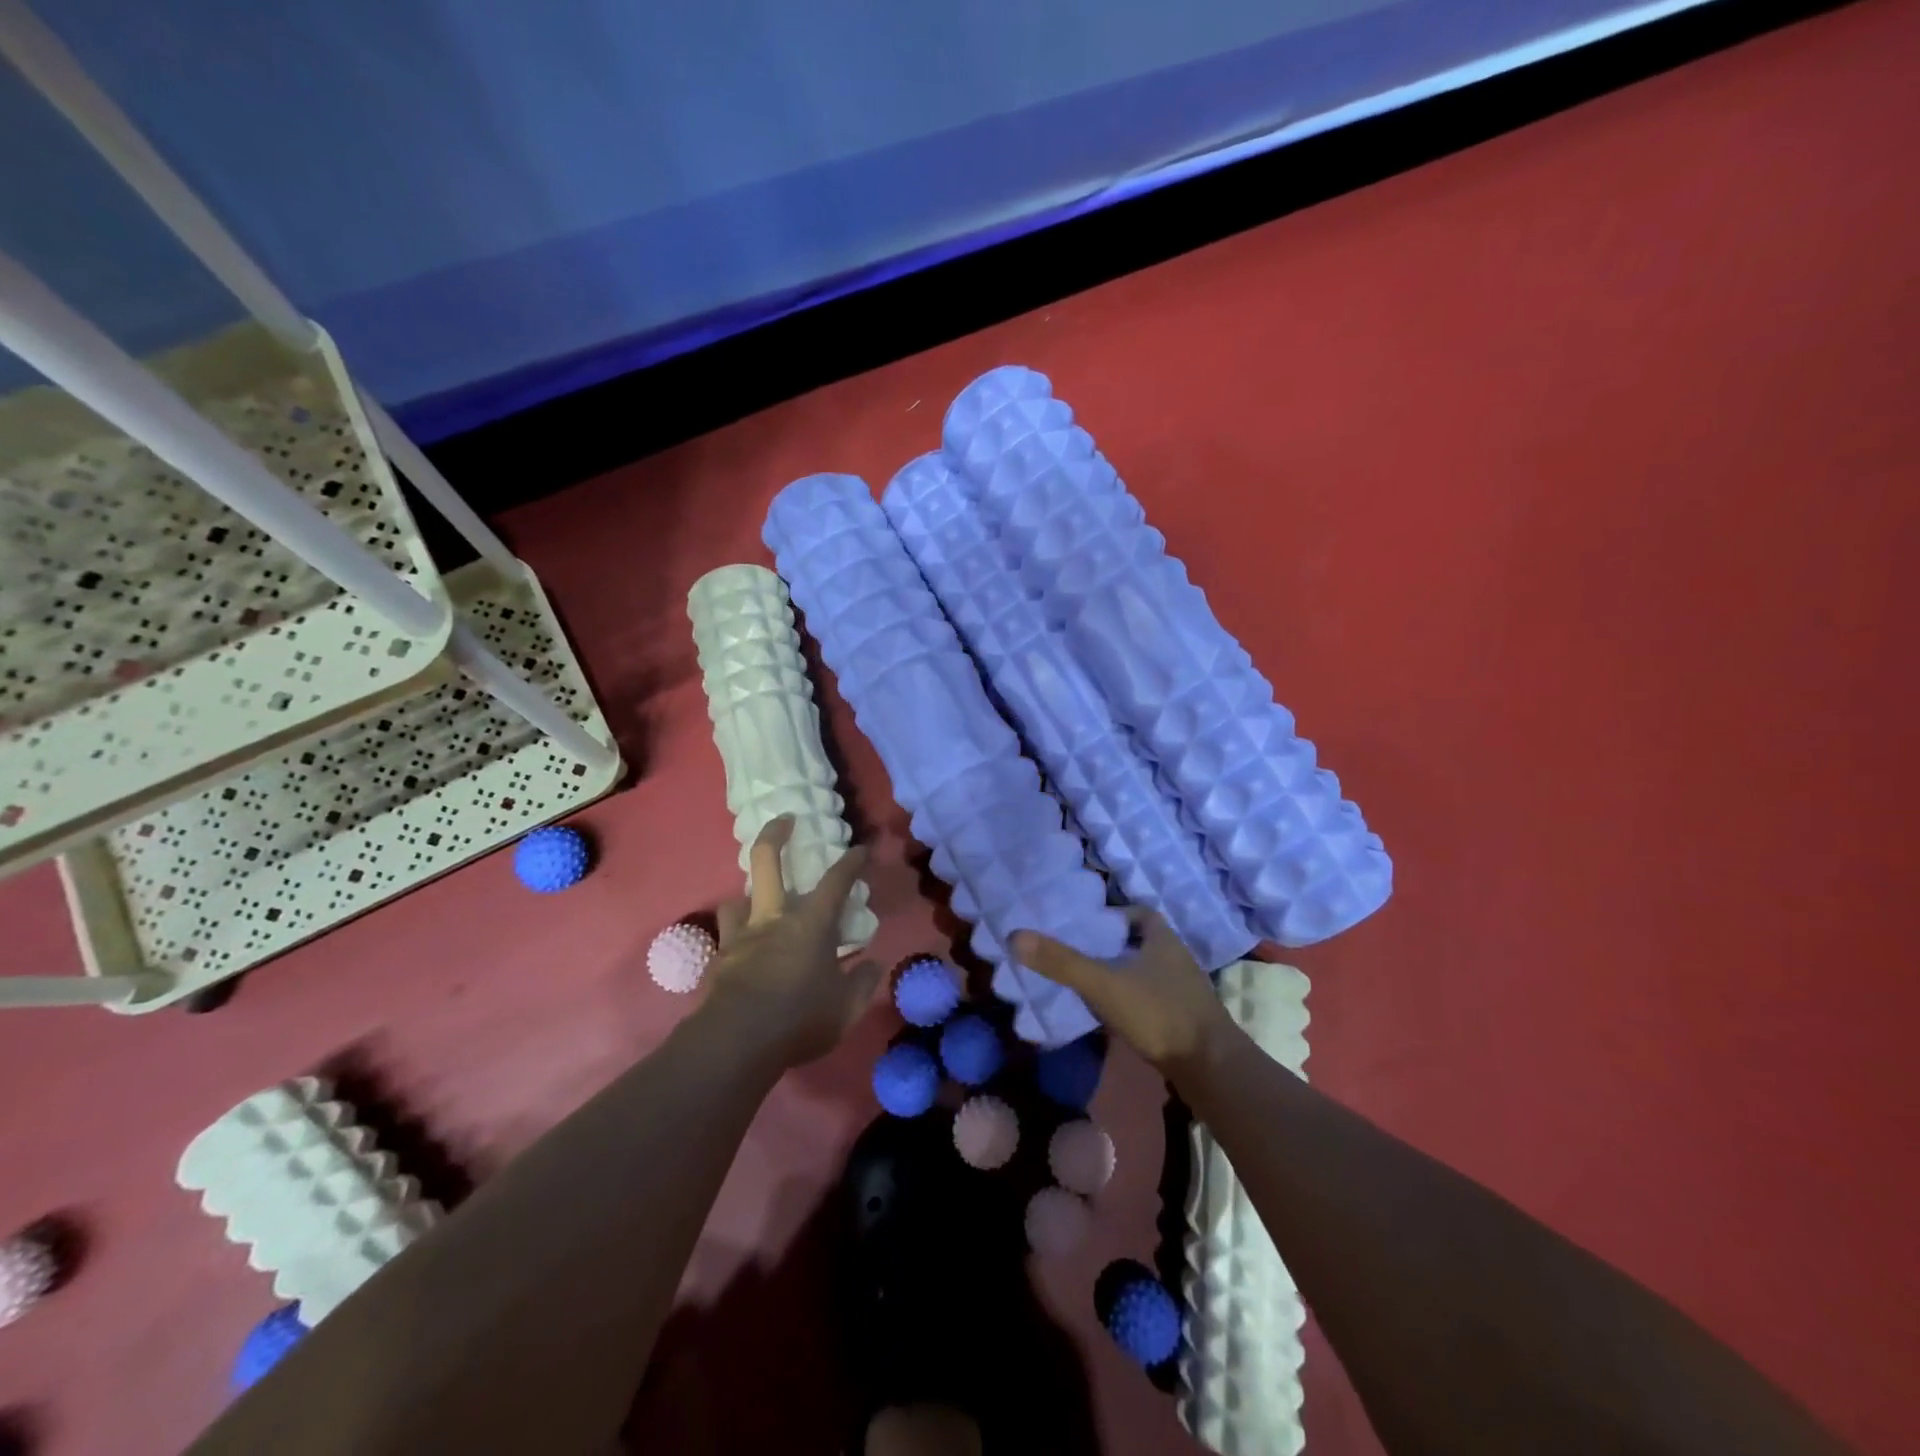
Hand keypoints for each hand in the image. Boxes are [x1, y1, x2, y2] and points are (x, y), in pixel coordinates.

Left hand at [702, 817, 882, 1068]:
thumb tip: (873, 963)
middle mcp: (774, 918)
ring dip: (747, 895)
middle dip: (775, 833)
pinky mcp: (719, 960)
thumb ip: (862, 983)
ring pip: (737, 898)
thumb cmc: (799, 1019)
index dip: (851, 862)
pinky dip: (736, 936)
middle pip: (767, 861)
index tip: (861, 848)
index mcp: (811, 924)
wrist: (736, 1043)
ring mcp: (741, 937)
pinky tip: (742, 951)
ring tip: (756, 903)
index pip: (836, 881)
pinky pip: (726, 937)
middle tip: (785, 820)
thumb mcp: (845, 1009)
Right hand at [1011, 909, 1240, 1083]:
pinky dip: (1132, 1001)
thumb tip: (1015, 935)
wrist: (1212, 1070)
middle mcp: (1177, 958)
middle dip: (1113, 946)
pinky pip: (1153, 999)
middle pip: (1140, 942)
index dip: (1113, 916)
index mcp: (1163, 938)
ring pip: (1147, 972)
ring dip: (1122, 974)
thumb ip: (1062, 962)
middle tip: (1079, 953)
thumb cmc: (1159, 1014)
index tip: (1086, 927)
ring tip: (1088, 983)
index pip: (1139, 913)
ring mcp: (1185, 991)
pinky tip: (1112, 1016)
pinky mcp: (1186, 1020)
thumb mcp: (1103, 984)